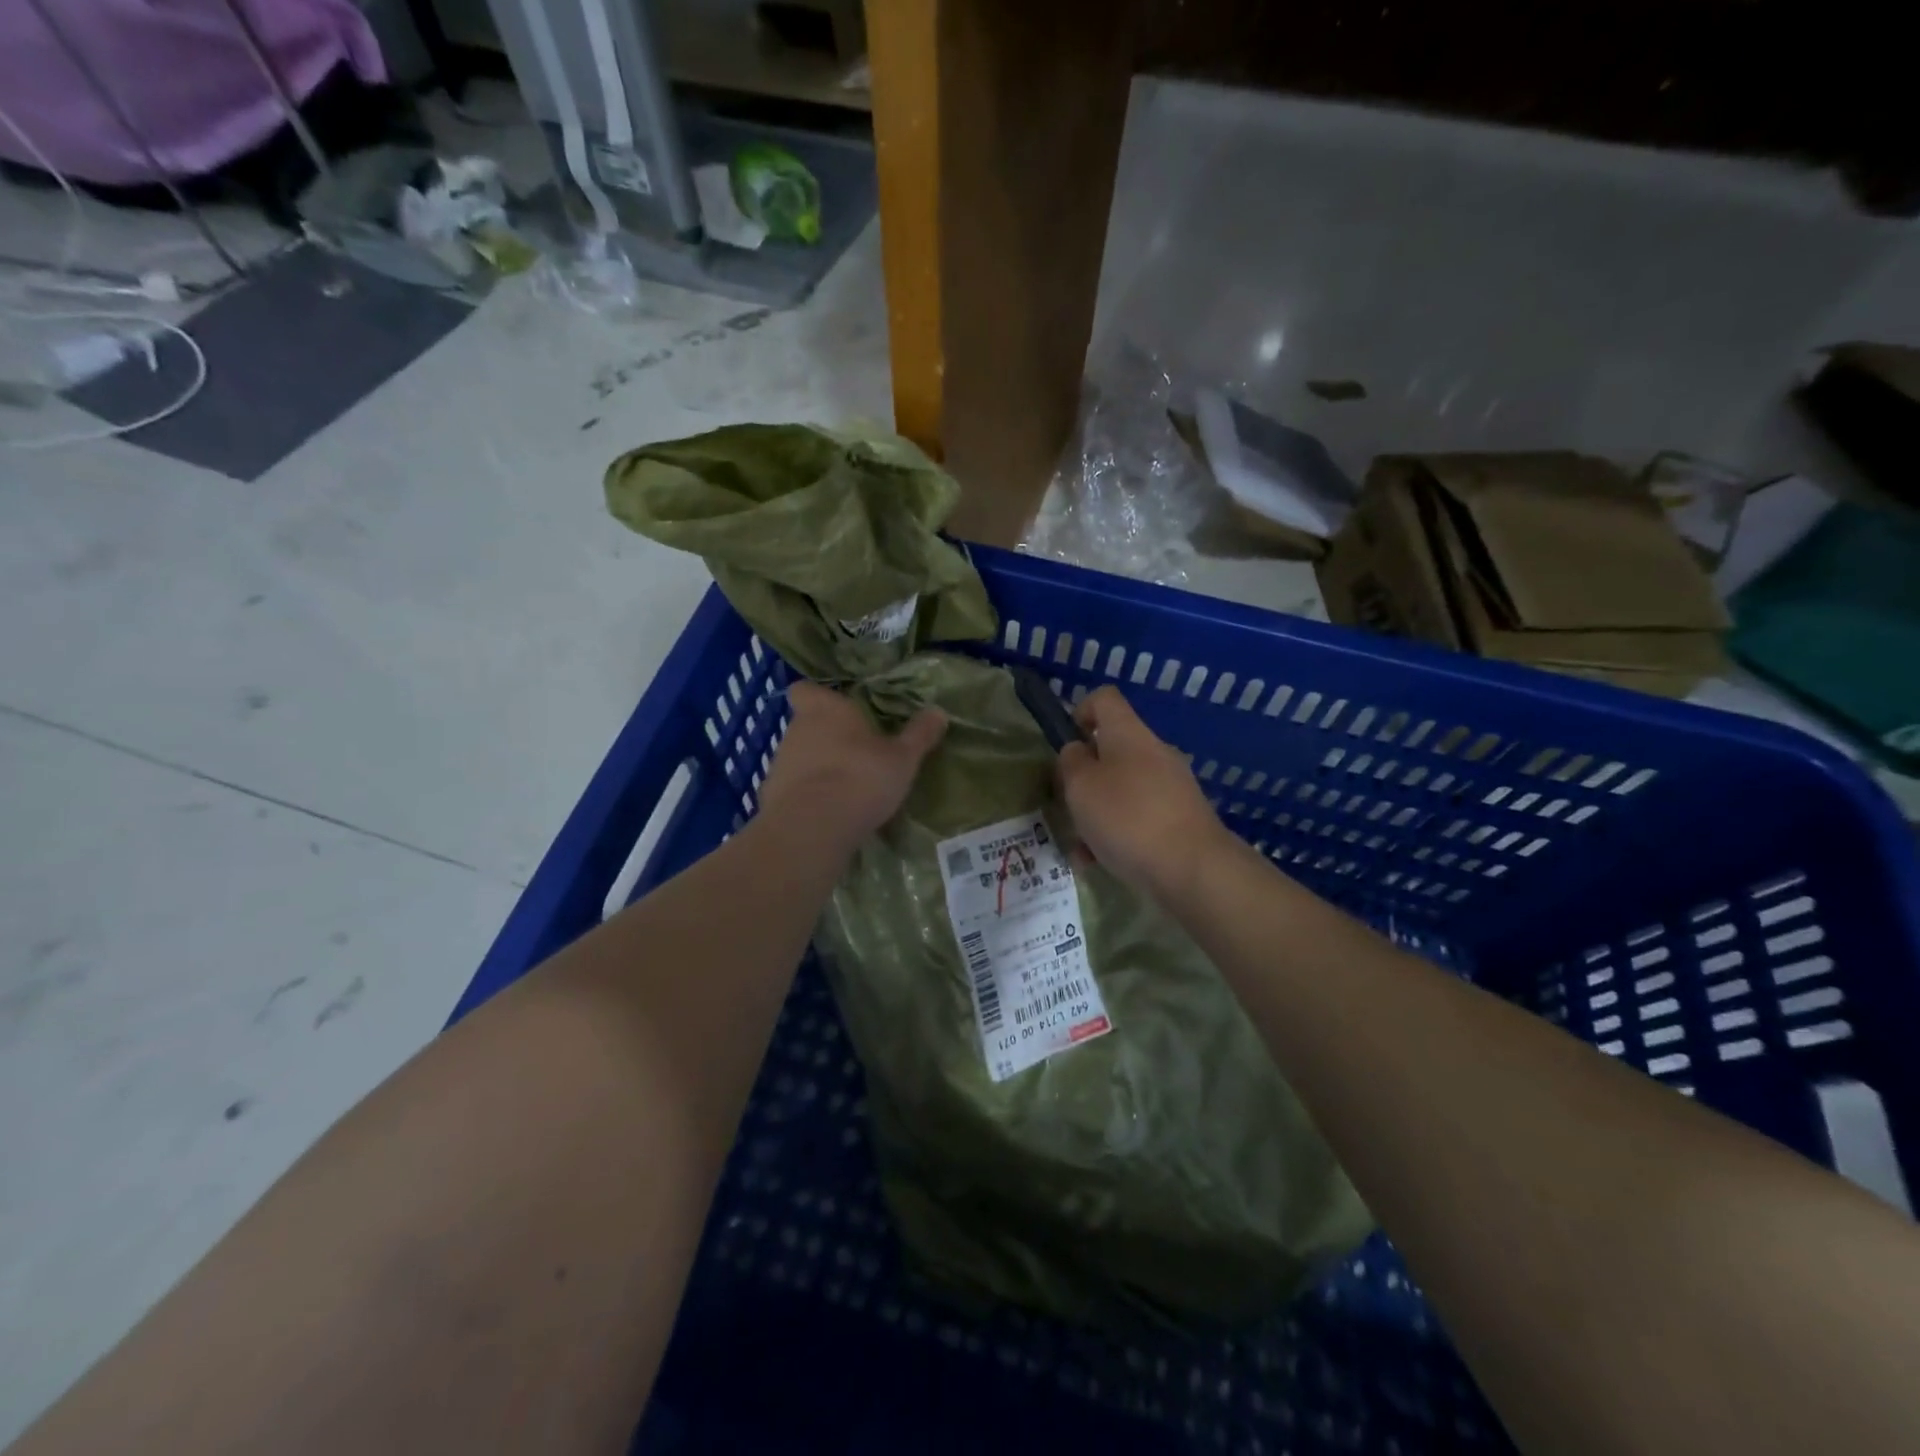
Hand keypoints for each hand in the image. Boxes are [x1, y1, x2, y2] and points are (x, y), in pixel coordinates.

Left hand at [758, 680, 946, 852]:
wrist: (812, 827)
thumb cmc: (861, 777)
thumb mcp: (903, 758)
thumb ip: (919, 734)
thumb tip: (939, 711)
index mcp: (826, 709)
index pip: (806, 689)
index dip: (818, 697)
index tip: (838, 709)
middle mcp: (797, 729)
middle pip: (806, 724)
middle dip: (827, 736)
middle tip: (857, 752)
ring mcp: (780, 763)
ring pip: (799, 756)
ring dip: (818, 766)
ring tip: (846, 787)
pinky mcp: (771, 796)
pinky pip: (793, 788)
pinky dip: (807, 796)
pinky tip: (828, 813)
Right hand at [1057, 686, 1225, 899]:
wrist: (1194, 869)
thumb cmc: (1128, 818)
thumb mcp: (1081, 786)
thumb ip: (1071, 763)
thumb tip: (1077, 752)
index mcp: (1128, 733)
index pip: (1105, 699)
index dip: (1080, 711)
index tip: (1066, 744)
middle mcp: (1153, 752)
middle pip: (1110, 750)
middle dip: (1083, 777)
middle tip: (1067, 804)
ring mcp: (1170, 787)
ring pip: (1121, 790)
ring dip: (1096, 813)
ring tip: (1080, 847)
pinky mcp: (1179, 819)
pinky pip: (1138, 818)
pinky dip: (1116, 835)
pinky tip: (1099, 863)